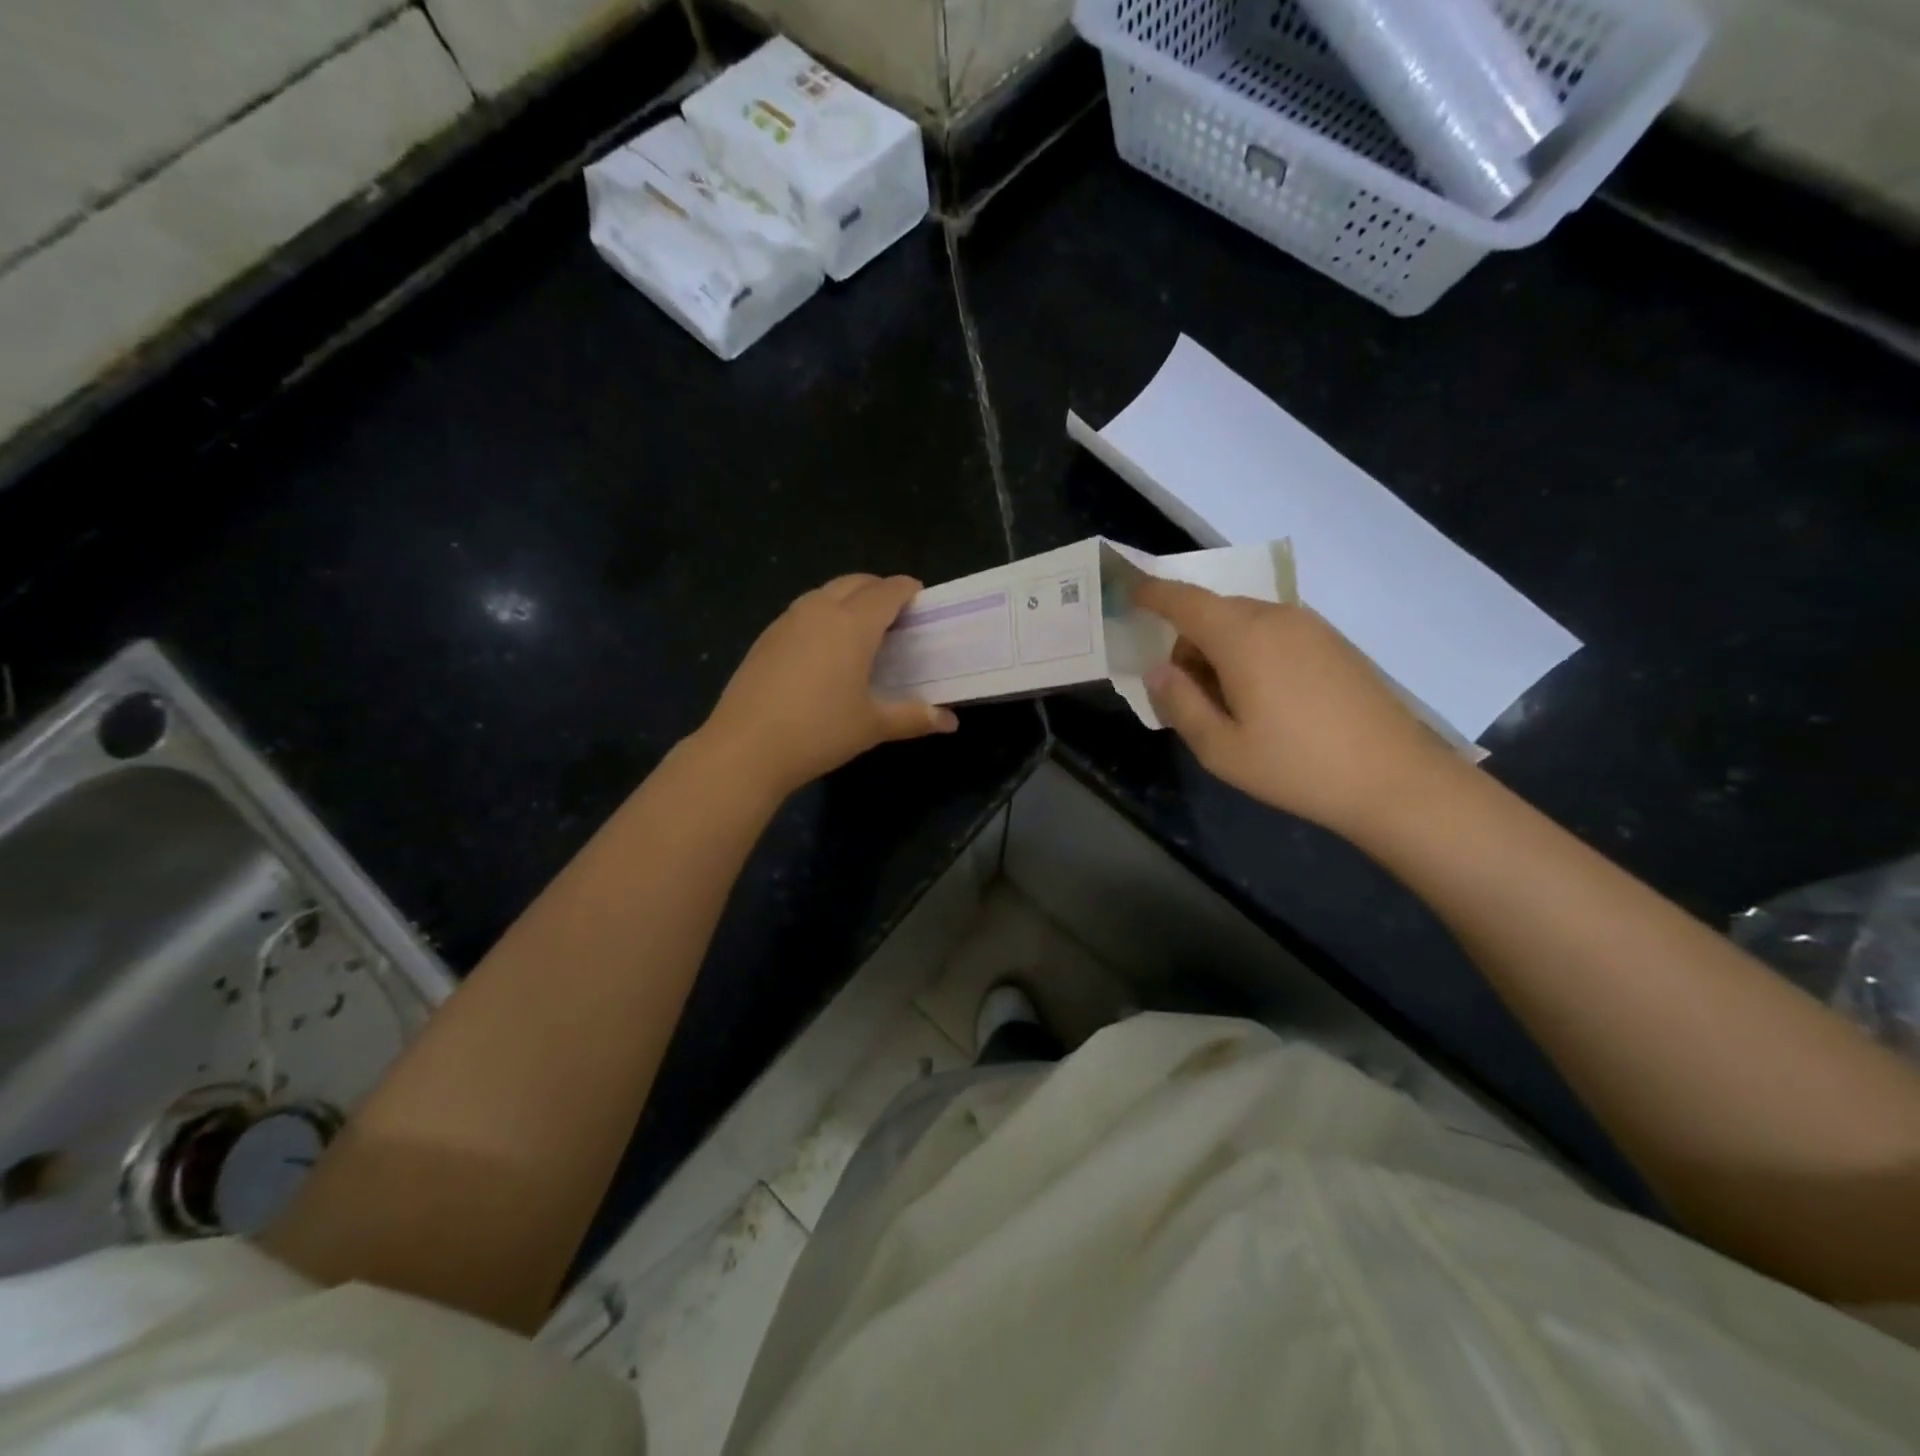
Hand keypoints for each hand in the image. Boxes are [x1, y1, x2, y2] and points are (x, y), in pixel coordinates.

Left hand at [699, 574, 957, 799]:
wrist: (746, 748)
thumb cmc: (819, 732)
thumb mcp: (872, 725)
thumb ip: (914, 717)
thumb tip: (951, 722)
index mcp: (853, 624)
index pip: (887, 592)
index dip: (907, 590)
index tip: (920, 598)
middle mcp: (820, 610)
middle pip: (855, 583)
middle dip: (879, 589)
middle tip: (895, 612)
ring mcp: (787, 621)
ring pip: (825, 593)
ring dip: (847, 599)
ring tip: (860, 627)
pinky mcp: (765, 637)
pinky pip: (802, 612)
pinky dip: (822, 615)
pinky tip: (823, 648)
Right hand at [1135, 579, 1456, 839]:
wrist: (1394, 779)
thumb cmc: (1296, 766)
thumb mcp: (1220, 747)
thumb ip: (1179, 702)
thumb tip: (1159, 669)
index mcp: (1242, 638)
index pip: (1185, 600)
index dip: (1153, 593)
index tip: (1129, 592)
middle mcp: (1276, 618)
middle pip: (1214, 612)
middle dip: (1188, 641)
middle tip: (1186, 694)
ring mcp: (1311, 628)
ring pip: (1245, 623)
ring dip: (1221, 649)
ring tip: (1228, 705)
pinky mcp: (1334, 644)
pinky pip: (1275, 633)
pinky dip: (1252, 652)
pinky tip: (1266, 701)